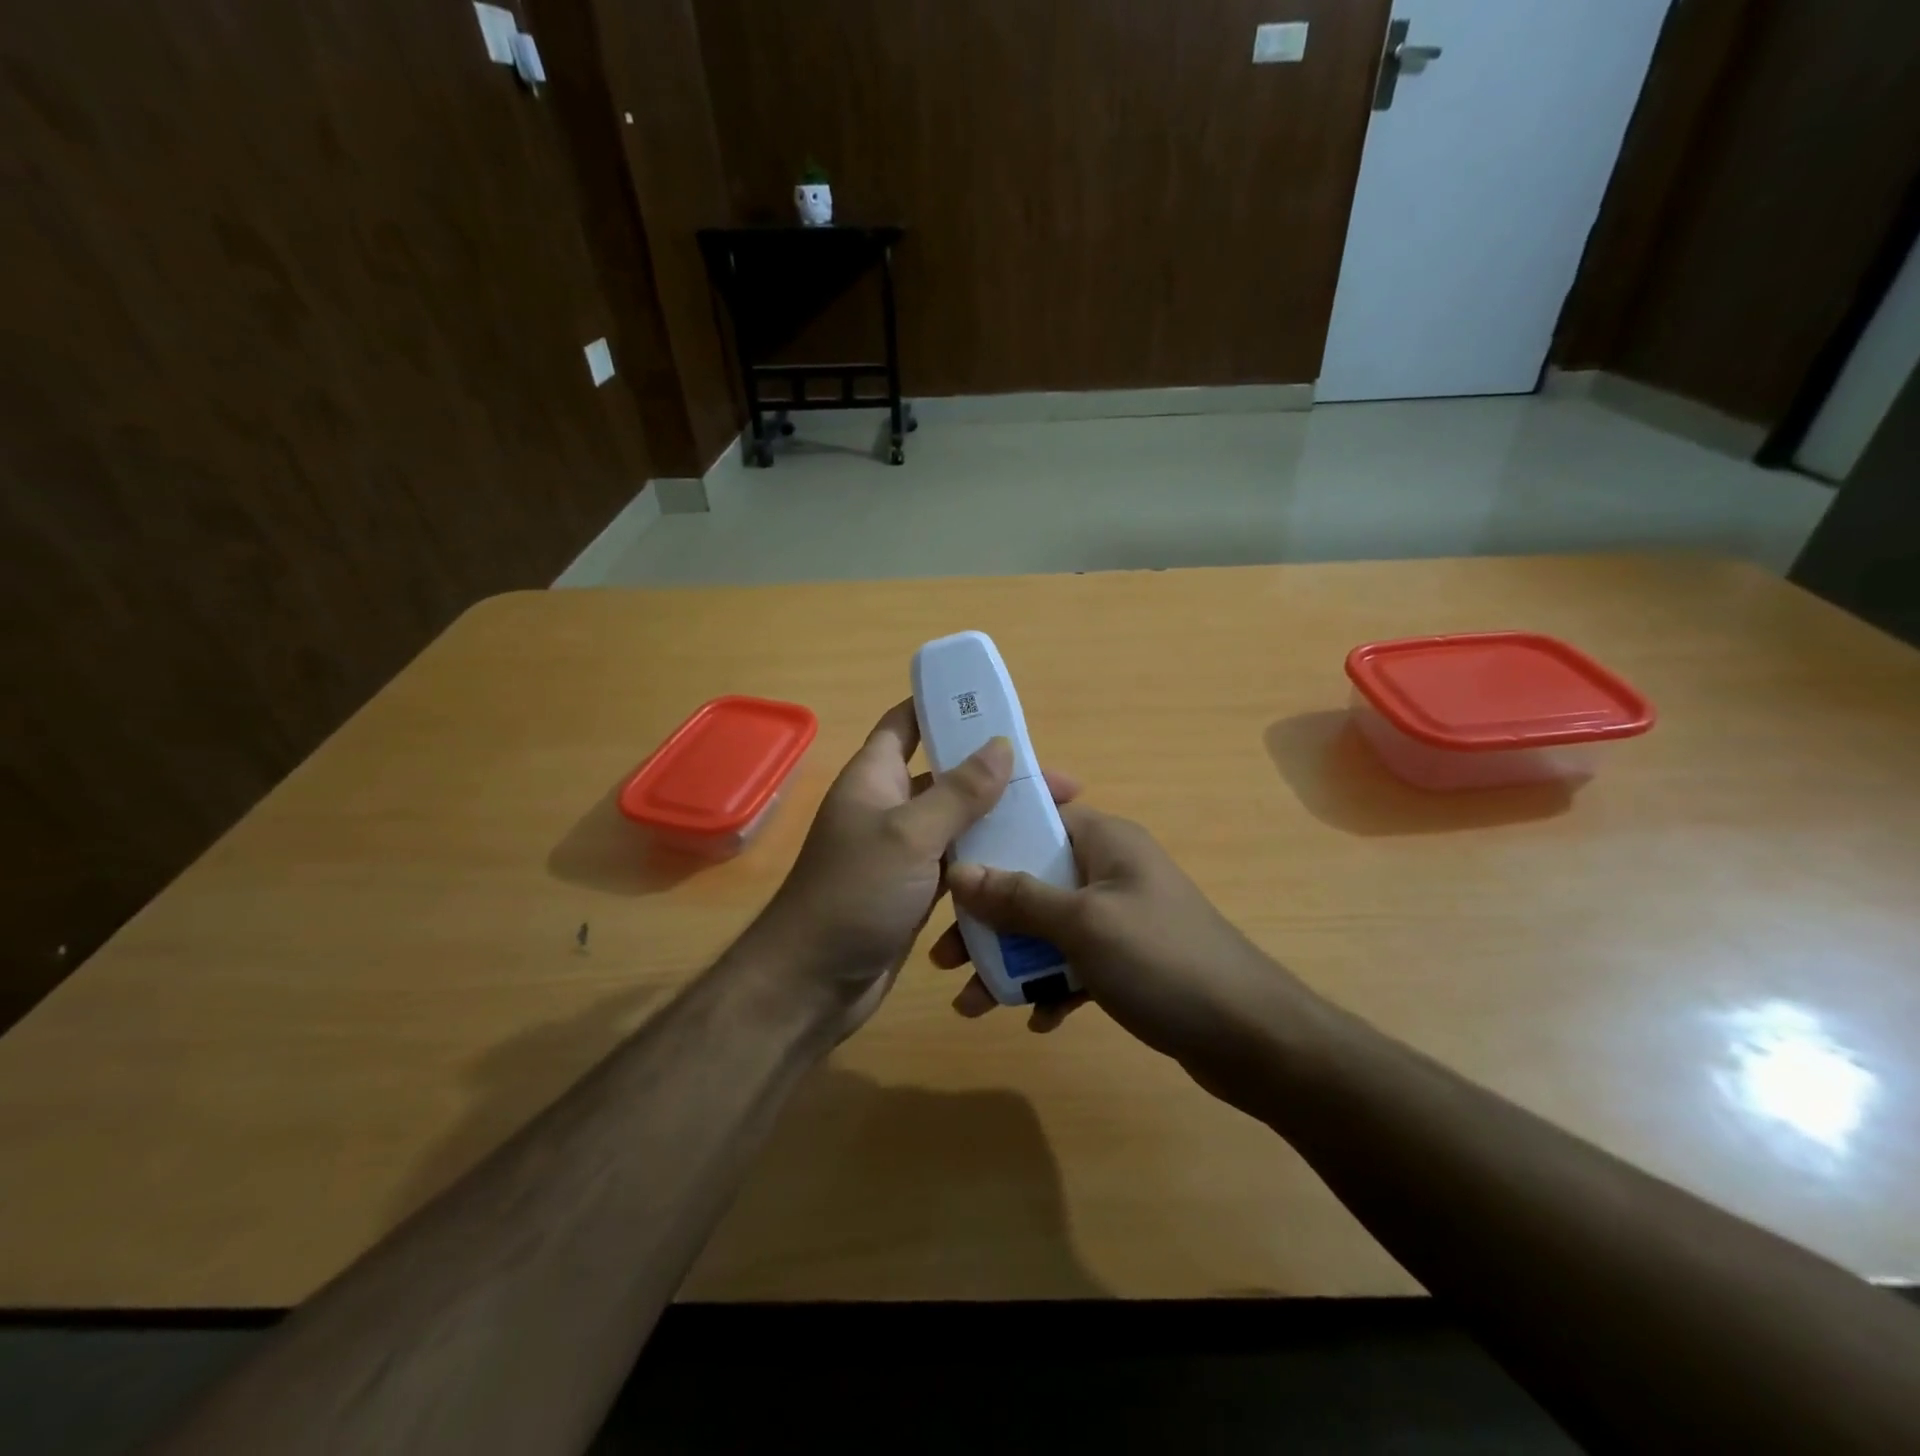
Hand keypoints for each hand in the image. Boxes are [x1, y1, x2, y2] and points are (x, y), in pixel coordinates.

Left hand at [743, 700, 1079, 1039]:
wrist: (813, 983)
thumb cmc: (855, 894)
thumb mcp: (909, 835)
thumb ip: (958, 792)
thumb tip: (1001, 744)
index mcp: (875, 777)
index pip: (906, 723)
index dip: (942, 706)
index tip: (994, 705)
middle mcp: (889, 807)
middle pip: (949, 776)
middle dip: (997, 774)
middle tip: (1057, 785)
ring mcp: (904, 852)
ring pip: (959, 823)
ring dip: (1000, 821)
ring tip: (1056, 824)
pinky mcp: (917, 890)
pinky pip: (959, 864)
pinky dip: (987, 861)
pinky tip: (1028, 865)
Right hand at [936, 805, 1304, 1065]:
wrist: (1252, 1039)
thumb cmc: (1163, 962)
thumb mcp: (1082, 925)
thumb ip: (1018, 897)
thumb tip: (958, 872)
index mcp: (1105, 841)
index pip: (1038, 815)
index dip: (990, 834)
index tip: (945, 864)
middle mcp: (1110, 871)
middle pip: (1032, 878)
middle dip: (987, 917)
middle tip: (946, 955)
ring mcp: (1120, 917)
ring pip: (1047, 927)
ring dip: (1010, 961)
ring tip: (972, 1003)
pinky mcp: (1129, 961)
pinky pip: (1074, 963)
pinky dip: (1051, 986)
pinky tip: (1039, 1020)